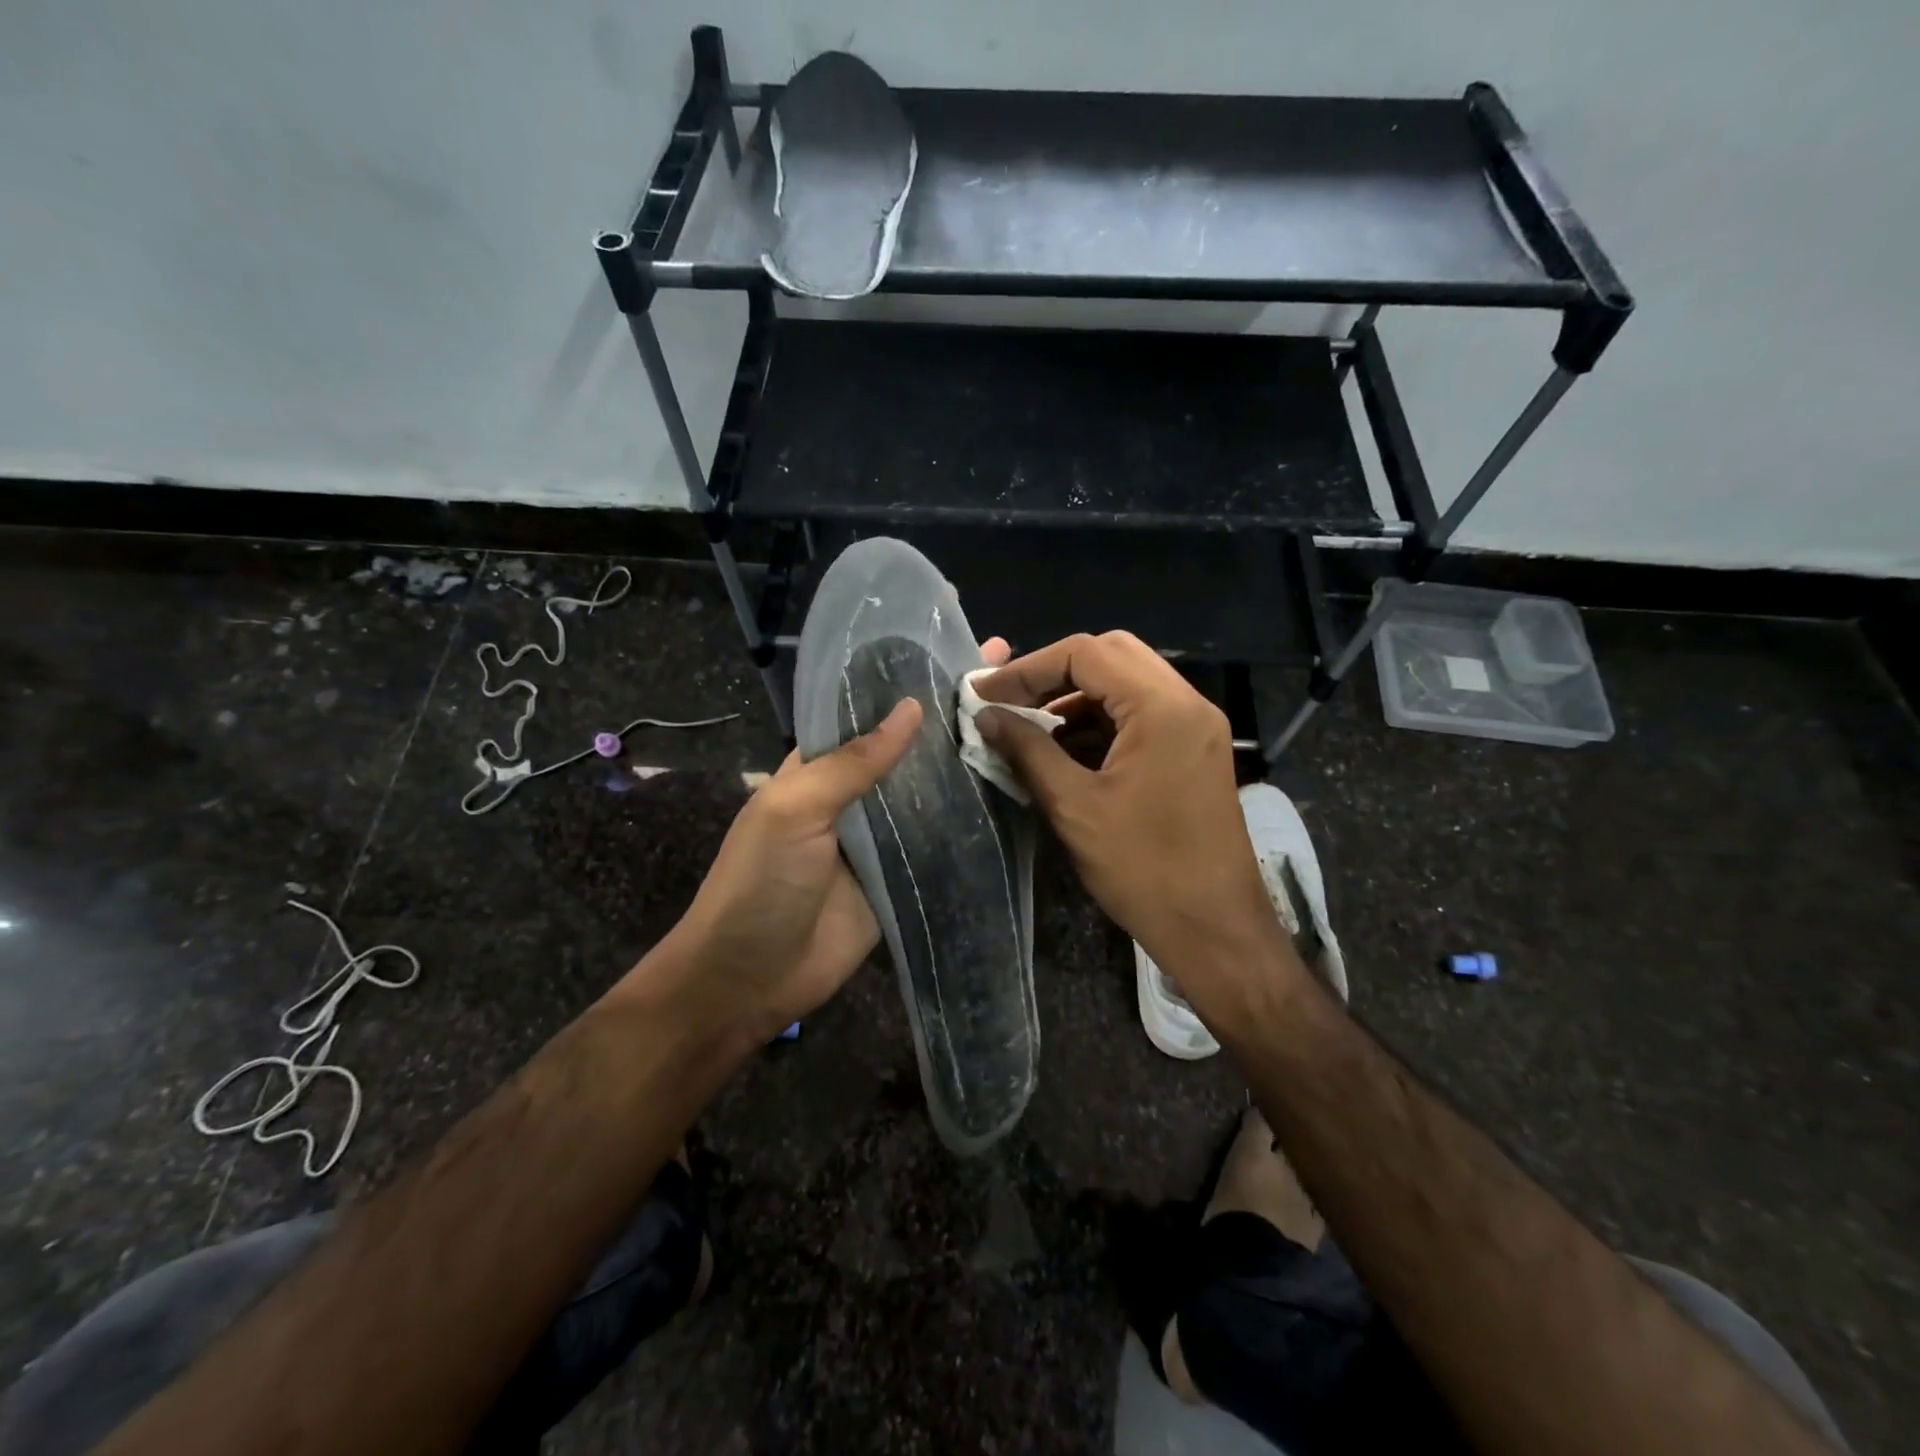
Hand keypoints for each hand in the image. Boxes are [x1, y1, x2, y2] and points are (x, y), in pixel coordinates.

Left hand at [650, 637, 1010, 1045]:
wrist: (750, 979)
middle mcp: (856, 794)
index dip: (910, 682)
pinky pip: (942, 842)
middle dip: (951, 716)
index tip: (960, 649)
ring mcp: (883, 837)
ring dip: (969, 763)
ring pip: (931, 792)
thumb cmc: (759, 883)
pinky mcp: (905, 877)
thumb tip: (911, 708)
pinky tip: (1016, 792)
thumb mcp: (794, 809)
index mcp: (820, 766)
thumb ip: (852, 762)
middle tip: (1011, 680)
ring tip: (1025, 725)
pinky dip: (972, 820)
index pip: (869, 711)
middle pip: (909, 749)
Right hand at [974, 632, 1295, 1009]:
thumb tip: (986, 716)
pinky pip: (1141, 715)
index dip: (1027, 668)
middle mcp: (1186, 703)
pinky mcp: (1194, 751)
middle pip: (1111, 656)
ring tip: (1029, 728)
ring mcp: (1195, 727)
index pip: (1086, 653)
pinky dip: (1100, 721)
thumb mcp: (1075, 807)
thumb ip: (1027, 750)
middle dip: (1053, 674)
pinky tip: (1065, 750)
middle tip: (1009, 702)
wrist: (1216, 929)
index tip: (985, 693)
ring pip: (1126, 684)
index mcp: (1162, 707)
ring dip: (1076, 698)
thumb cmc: (1144, 869)